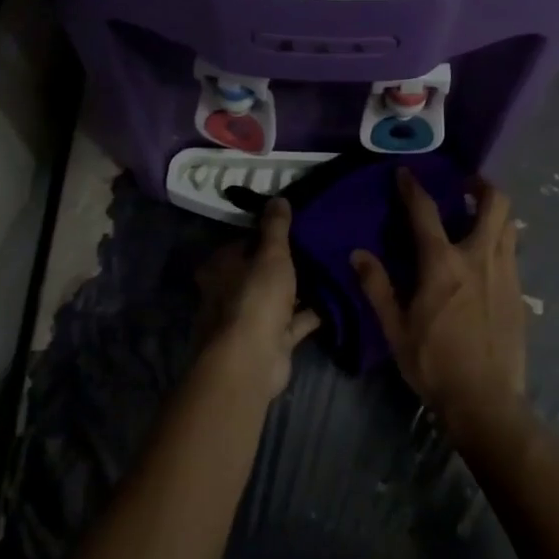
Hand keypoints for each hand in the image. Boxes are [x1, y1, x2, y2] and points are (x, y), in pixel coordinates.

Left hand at [199, 198, 319, 401]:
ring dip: (301, 288)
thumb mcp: (270, 254)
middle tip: (319, 244)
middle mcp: (230, 292)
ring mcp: (250, 319)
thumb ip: (276, 227)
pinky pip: (295, 321)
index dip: (268, 234)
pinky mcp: (271, 341)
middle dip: (287, 262)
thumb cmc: (255, 298)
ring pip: (279, 296)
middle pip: (261, 270)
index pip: (244, 242)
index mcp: (220, 267)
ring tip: (332, 268)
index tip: (296, 224)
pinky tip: (337, 298)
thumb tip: (278, 198)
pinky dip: (312, 312)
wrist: (251, 361)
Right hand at [352, 172, 527, 443]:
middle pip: (494, 203)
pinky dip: (501, 241)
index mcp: (443, 264)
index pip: (425, 211)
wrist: (486, 400)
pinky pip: (512, 252)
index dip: (413, 187)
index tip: (405, 173)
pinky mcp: (519, 292)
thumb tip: (358, 254)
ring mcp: (505, 273)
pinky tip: (486, 259)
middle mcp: (479, 258)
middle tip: (466, 185)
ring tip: (478, 217)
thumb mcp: (396, 328)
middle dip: (481, 184)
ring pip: (510, 225)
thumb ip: (377, 287)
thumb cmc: (434, 363)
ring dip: (495, 212)